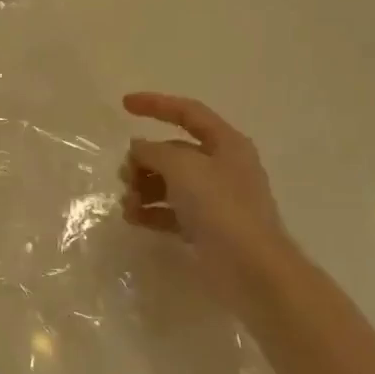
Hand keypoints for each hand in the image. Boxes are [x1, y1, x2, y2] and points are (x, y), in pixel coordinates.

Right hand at [121, 93, 299, 293]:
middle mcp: (221, 167)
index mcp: (225, 143)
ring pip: (169, 182)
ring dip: (144, 188)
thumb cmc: (221, 207)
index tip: (124, 105)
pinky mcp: (206, 227)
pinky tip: (134, 219)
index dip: (156, 104)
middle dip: (144, 160)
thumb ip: (153, 152)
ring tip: (129, 205)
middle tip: (126, 176)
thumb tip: (138, 148)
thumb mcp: (182, 168)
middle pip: (173, 152)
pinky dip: (151, 212)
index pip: (188, 113)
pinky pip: (171, 211)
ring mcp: (214, 199)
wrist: (251, 269)